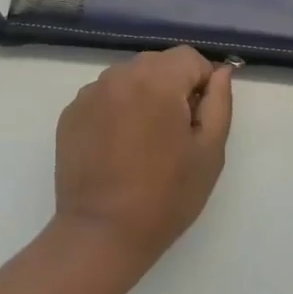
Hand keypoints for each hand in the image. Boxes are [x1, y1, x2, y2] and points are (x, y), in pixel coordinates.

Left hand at [53, 47, 232, 271]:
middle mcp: (120, 75)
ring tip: (144, 141)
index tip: (199, 118)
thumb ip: (219, 103)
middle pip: (158, 63)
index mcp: (157, 80)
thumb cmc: (165, 197)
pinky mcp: (71, 111)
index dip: (202, 82)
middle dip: (172, 87)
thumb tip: (220, 72)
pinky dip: (116, 109)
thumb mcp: (209, 152)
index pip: (189, 58)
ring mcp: (91, 92)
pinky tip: (117, 146)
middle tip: (175, 133)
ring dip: (143, 96)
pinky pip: (104, 96)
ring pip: (130, 78)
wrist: (101, 236)